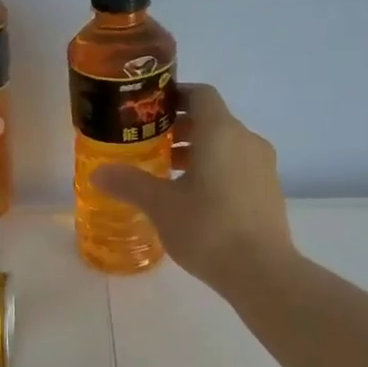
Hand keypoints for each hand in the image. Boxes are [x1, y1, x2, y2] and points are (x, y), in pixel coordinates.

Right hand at [97, 83, 295, 292]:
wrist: (261, 271)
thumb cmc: (208, 227)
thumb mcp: (160, 205)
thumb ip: (129, 183)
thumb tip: (99, 173)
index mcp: (221, 132)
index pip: (200, 94)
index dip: (175, 95)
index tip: (149, 109)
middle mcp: (246, 140)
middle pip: (211, 120)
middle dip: (179, 128)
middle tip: (148, 144)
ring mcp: (263, 166)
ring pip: (225, 146)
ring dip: (195, 151)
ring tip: (165, 174)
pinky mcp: (268, 191)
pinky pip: (236, 167)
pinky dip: (213, 170)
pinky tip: (192, 198)